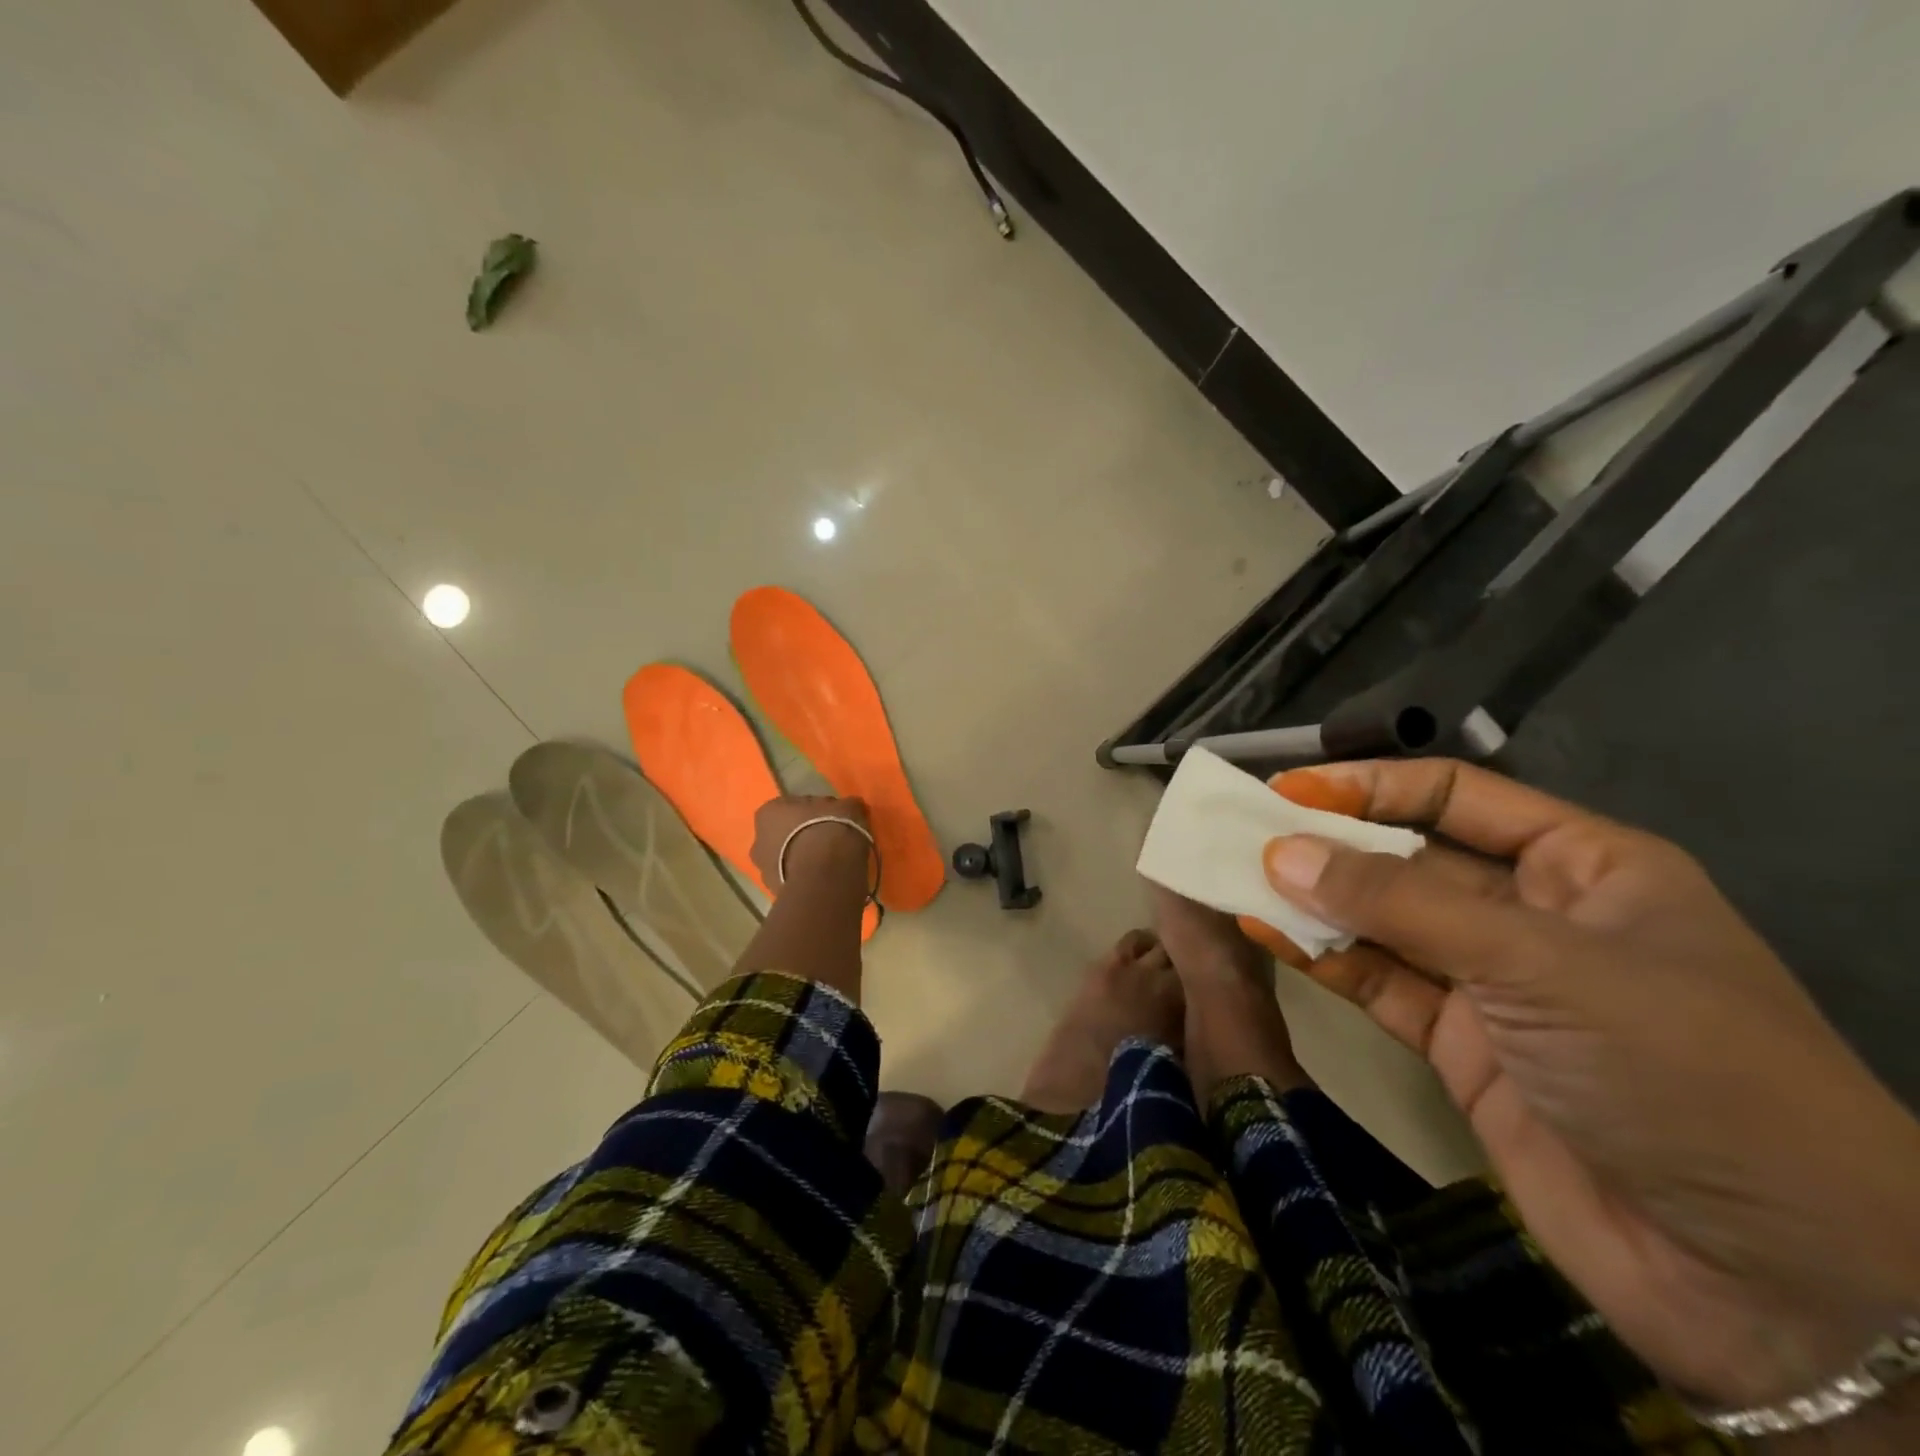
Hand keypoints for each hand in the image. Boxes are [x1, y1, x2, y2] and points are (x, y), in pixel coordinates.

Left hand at [749, 794, 871, 889]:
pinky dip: (807, 877)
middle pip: (785, 834)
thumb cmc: (830, 830)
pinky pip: (794, 879)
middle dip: (803, 837)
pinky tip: (827, 877)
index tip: (832, 817)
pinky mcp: (776, 893)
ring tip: (831, 862)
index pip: (793, 807)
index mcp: (768, 812)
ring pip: (787, 859)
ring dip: (803, 859)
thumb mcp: (848, 807)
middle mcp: (758, 840)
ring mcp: (764, 870)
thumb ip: (844, 806)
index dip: (815, 811)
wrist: (828, 874)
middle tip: (830, 839)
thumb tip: (849, 809)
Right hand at [1249, 758, 1919, 1409]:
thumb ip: (1398, 904)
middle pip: (1408, 860)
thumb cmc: (1680, 1073)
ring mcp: (1492, 986)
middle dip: (1327, 845)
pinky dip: (1321, 958)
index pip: (1457, 797)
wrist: (1769, 1284)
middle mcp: (1534, 916)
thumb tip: (1281, 853)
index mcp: (1584, 867)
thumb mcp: (1537, 963)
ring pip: (1382, 923)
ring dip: (1311, 901)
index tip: (1287, 789)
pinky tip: (1265, 931)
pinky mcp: (1458, 1048)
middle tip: (1239, 831)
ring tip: (1232, 876)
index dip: (1370, 787)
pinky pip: (1376, 983)